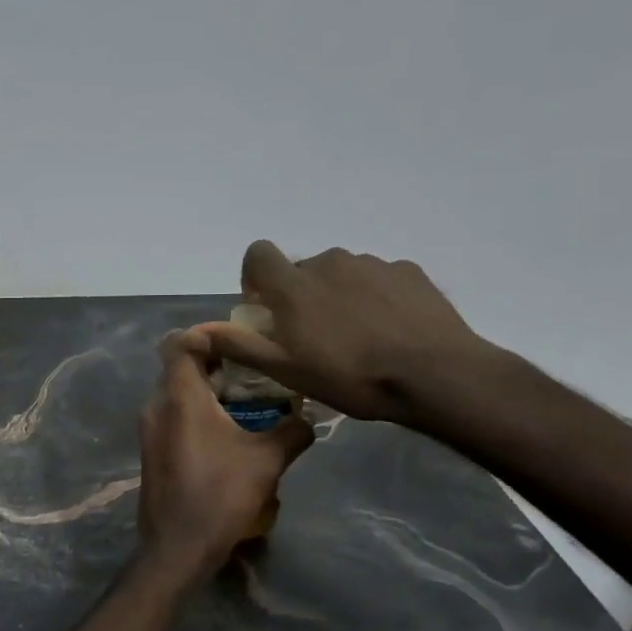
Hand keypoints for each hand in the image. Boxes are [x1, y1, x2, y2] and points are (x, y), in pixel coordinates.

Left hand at [136, 330, 314, 578]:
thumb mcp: (267, 460)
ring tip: (248, 400)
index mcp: (179, 396)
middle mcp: (157, 405)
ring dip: (209, 390)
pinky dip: (198, 412)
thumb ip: (293, 431)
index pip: (180, 342)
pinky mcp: (152, 450)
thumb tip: (311, 418)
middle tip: (254, 369)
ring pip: (177, 392)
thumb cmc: (220, 495)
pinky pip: (174, 415)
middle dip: (217, 363)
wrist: (177, 547)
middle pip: (180, 366)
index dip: (208, 334)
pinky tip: (230, 431)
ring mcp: (150, 429)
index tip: (241, 341)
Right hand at [195, 241, 499, 425]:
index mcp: (294, 285)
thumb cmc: (350, 377)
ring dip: (337, 296)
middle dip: (300, 295)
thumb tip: (197, 331)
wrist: (434, 375)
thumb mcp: (286, 371)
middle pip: (302, 268)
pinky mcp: (408, 271)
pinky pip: (378, 279)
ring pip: (341, 273)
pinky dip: (374, 297)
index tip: (265, 307)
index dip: (255, 276)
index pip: (258, 253)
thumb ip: (240, 345)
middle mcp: (329, 262)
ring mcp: (372, 263)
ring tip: (356, 337)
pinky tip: (388, 330)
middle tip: (313, 336)